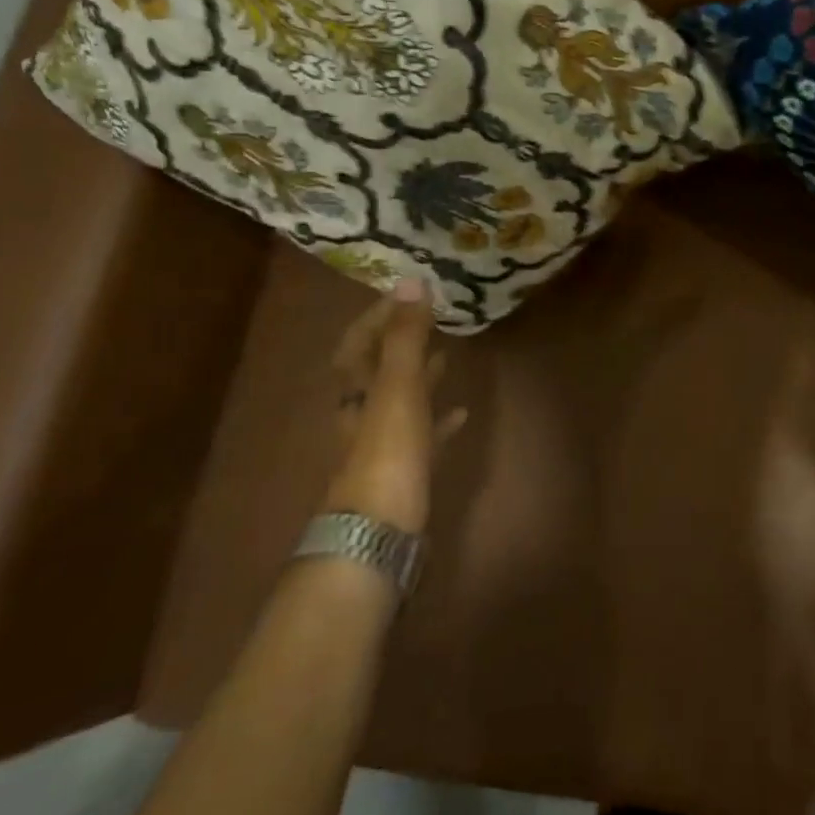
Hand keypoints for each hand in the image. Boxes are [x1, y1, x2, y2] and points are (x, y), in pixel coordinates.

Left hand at [326, 282, 465, 532]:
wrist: (379, 533)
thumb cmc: (387, 452)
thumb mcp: (398, 387)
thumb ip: (405, 337)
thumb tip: (412, 281)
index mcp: (354, 389)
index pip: (360, 340)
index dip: (381, 315)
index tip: (410, 293)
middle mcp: (361, 411)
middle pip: (377, 368)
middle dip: (401, 341)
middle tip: (431, 319)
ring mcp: (381, 443)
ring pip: (401, 399)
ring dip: (421, 375)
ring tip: (448, 355)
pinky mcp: (404, 470)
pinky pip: (422, 433)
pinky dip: (438, 418)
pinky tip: (460, 413)